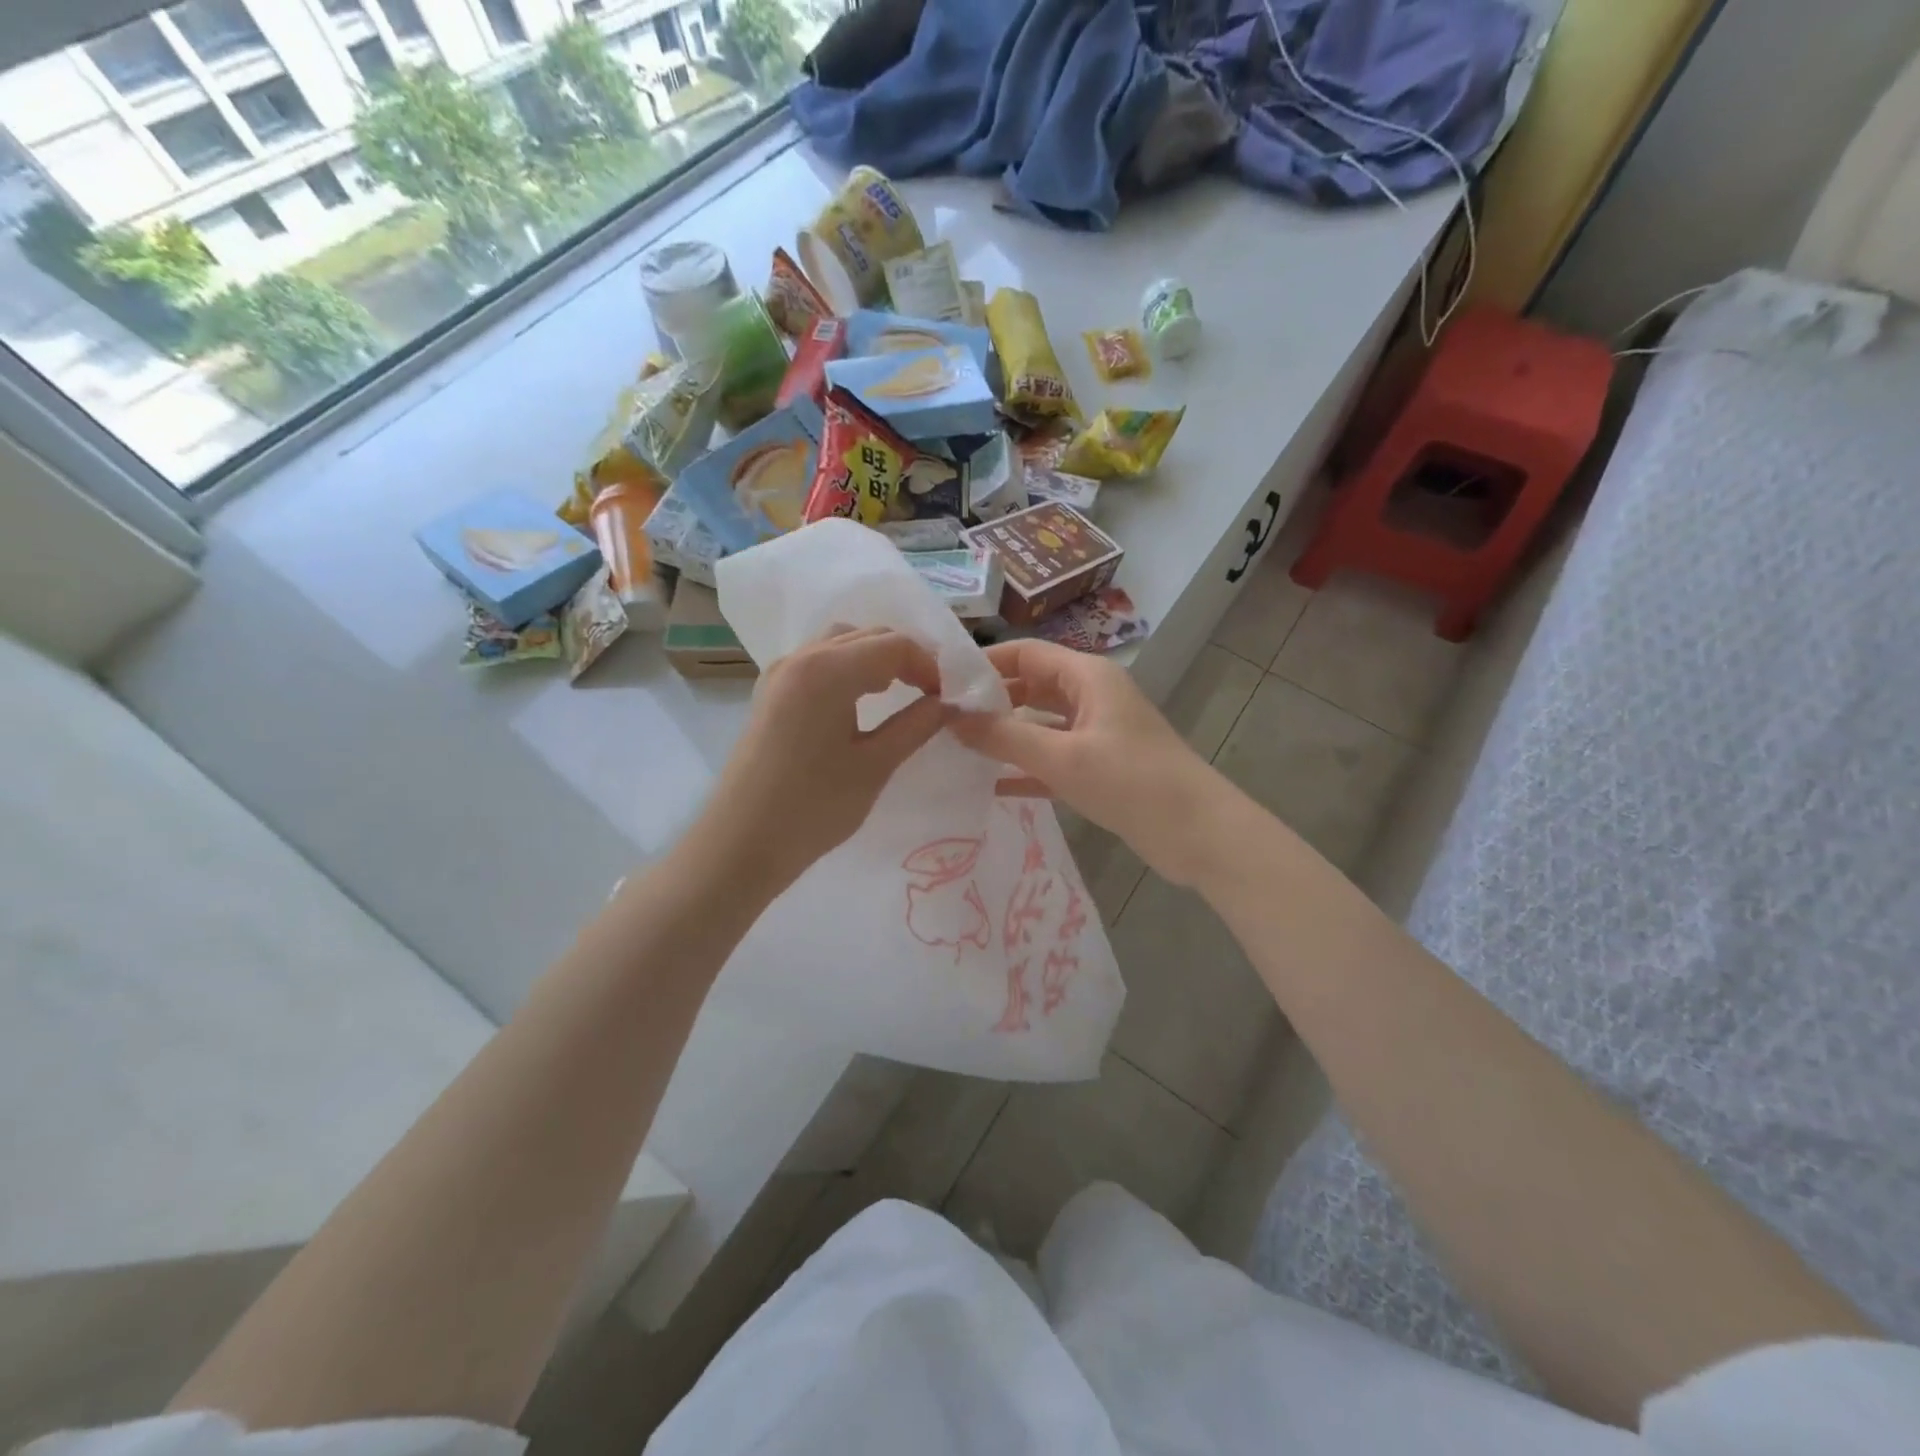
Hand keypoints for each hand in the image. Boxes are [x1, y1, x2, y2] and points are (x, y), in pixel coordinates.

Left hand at [688, 627, 949, 896]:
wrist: (741, 843)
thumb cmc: (813, 807)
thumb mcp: (875, 766)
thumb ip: (916, 726)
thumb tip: (950, 704)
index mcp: (828, 670)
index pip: (894, 645)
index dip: (928, 666)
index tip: (947, 699)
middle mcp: (802, 657)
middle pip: (867, 635)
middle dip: (905, 657)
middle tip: (930, 694)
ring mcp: (780, 672)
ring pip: (840, 643)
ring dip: (875, 658)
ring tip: (897, 693)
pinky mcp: (770, 692)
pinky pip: (818, 660)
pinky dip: (848, 667)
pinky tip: (860, 700)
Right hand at [950, 639, 1224, 885]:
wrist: (1199, 834)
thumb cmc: (1132, 782)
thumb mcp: (1063, 758)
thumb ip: (1005, 737)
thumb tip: (951, 718)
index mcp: (1088, 677)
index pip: (1026, 653)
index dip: (985, 663)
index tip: (942, 682)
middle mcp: (1092, 697)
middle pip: (1031, 686)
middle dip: (991, 701)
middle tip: (942, 720)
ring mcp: (1096, 734)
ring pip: (1040, 725)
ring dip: (1005, 736)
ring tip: (957, 749)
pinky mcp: (1100, 769)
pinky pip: (1052, 760)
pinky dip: (1025, 768)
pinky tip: (990, 785)